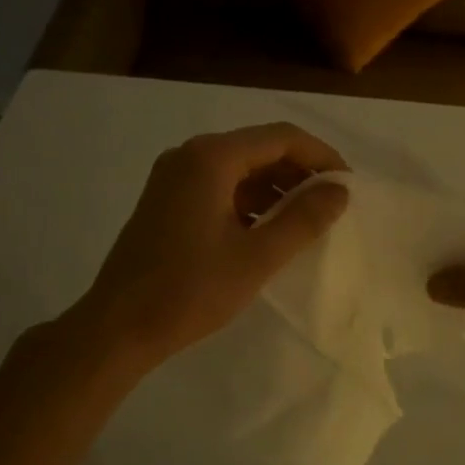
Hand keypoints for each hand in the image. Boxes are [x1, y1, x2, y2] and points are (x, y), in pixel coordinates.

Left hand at [76, 123, 350, 364]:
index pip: (281, 137)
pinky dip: (249, 201)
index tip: (348, 185)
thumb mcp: (257, 257)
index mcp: (211, 158)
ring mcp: (173, 177)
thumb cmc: (190, 290)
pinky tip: (268, 230)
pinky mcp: (166, 200)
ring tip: (306, 220)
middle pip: (259, 148)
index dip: (321, 156)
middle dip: (299, 172)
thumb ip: (304, 219)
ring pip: (239, 168)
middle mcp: (190, 155)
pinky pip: (219, 186)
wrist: (117, 327)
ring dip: (276, 188)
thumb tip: (339, 191)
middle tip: (331, 204)